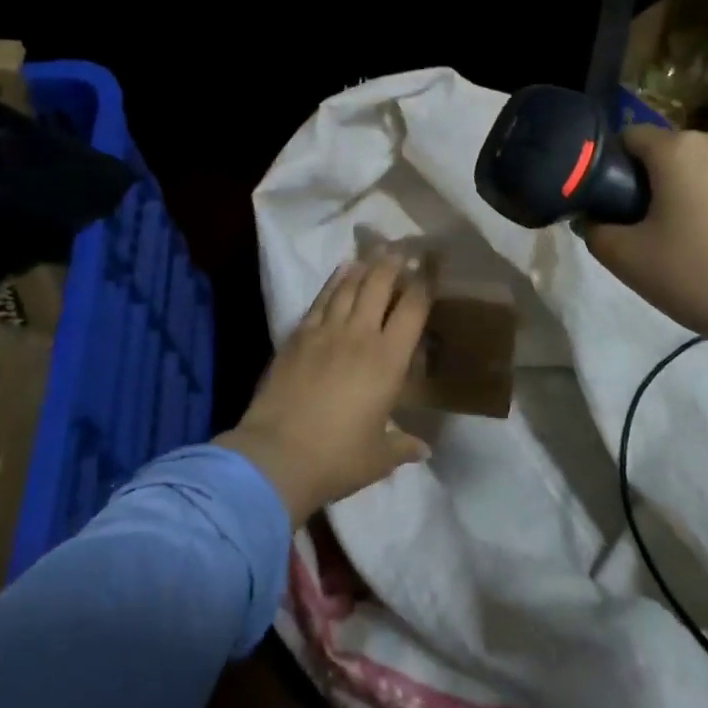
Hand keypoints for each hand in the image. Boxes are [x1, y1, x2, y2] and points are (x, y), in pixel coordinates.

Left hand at [215, 254, 431, 525]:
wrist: (276, 456)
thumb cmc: (336, 458)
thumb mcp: (378, 457)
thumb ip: (402, 446)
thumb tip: (423, 449)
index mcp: (389, 361)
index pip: (413, 309)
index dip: (424, 284)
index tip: (431, 266)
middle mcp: (360, 336)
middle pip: (380, 285)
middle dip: (394, 264)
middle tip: (403, 249)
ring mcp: (326, 332)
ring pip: (349, 286)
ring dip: (365, 266)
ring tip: (376, 251)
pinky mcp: (298, 336)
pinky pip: (321, 299)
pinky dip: (334, 281)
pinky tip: (341, 270)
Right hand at [581, 125, 707, 368]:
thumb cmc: (702, 280)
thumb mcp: (628, 262)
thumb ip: (595, 230)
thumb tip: (591, 216)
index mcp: (679, 150)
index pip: (633, 137)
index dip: (620, 166)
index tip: (624, 202)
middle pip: (682, 150)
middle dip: (670, 177)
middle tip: (669, 226)